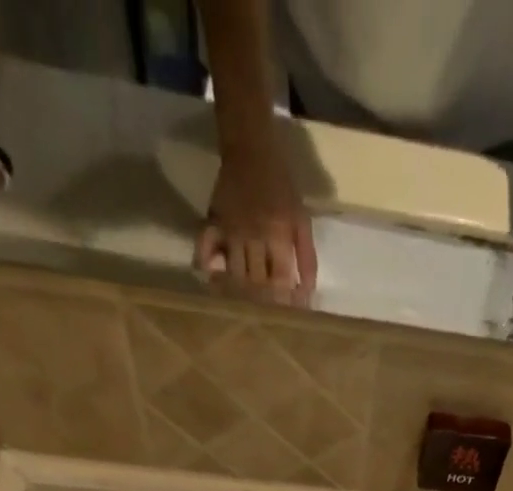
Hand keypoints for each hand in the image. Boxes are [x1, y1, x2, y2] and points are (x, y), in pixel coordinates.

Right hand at [195, 134, 316, 302]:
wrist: (251, 149)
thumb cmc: (282, 187)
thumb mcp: (301, 219)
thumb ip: (307, 256)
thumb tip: (308, 292)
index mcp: (278, 234)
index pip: (280, 279)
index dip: (284, 301)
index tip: (288, 317)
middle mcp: (252, 235)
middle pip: (256, 281)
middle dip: (263, 303)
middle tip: (267, 320)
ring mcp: (230, 229)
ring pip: (233, 273)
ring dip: (240, 293)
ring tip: (246, 310)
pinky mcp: (213, 222)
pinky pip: (204, 248)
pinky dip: (207, 266)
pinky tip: (212, 281)